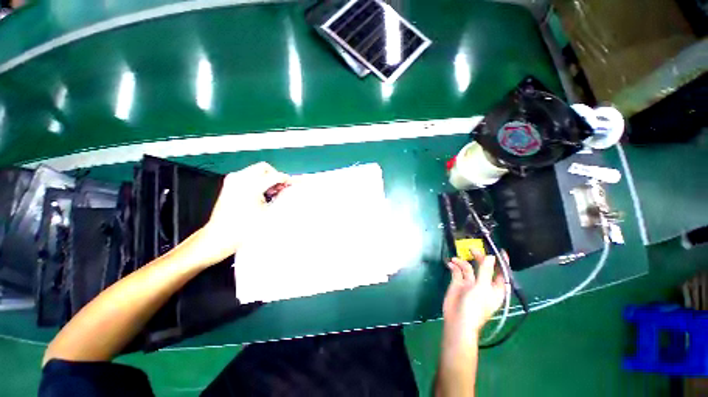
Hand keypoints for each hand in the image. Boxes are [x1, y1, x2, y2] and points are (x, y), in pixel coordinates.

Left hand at [198, 162, 289, 263]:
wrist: (221, 236)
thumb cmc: (245, 228)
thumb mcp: (269, 213)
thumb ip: (280, 197)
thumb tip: (287, 188)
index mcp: (251, 186)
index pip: (275, 175)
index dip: (286, 180)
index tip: (292, 185)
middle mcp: (240, 179)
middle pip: (264, 168)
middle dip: (275, 176)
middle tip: (281, 188)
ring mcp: (233, 180)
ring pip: (256, 170)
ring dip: (266, 179)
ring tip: (271, 193)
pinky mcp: (229, 184)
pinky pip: (248, 175)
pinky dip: (257, 181)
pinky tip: (261, 194)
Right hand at [442, 249, 505, 336]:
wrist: (458, 320)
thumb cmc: (475, 306)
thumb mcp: (482, 287)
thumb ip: (485, 271)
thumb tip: (491, 257)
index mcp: (494, 288)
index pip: (501, 272)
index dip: (501, 262)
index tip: (500, 250)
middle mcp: (483, 284)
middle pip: (483, 267)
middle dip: (478, 258)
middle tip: (472, 249)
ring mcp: (470, 283)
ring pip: (468, 268)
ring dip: (462, 261)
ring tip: (456, 258)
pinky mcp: (458, 284)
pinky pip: (457, 271)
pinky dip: (453, 266)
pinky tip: (450, 263)